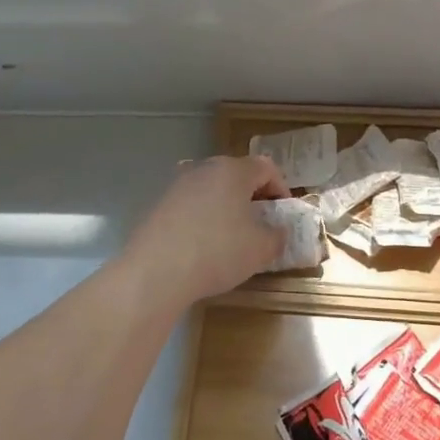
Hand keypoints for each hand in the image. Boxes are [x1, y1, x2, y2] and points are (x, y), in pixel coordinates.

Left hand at [123, 155, 290, 307]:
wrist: (156, 272)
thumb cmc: (218, 252)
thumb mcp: (261, 249)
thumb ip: (277, 236)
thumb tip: (277, 232)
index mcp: (232, 171)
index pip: (266, 168)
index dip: (281, 189)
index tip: (283, 215)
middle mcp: (203, 169)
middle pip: (236, 175)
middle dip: (252, 197)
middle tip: (261, 224)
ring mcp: (177, 185)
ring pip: (211, 190)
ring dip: (226, 207)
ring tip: (232, 237)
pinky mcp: (158, 205)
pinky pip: (191, 206)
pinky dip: (203, 219)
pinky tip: (203, 245)